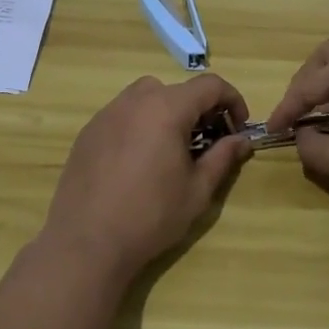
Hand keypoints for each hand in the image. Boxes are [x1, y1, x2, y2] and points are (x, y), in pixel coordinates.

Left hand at [42, 74, 252, 283]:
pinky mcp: (89, 131)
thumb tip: (242, 140)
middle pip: (177, 89)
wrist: (86, 242)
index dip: (232, 100)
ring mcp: (108, 113)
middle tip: (207, 141)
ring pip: (147, 97)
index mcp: (167, 108)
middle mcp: (136, 100)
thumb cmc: (150, 215)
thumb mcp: (197, 190)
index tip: (238, 127)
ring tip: (172, 149)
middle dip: (199, 109)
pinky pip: (123, 115)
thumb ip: (222, 157)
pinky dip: (140, 125)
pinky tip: (139, 161)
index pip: (210, 85)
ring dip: (168, 113)